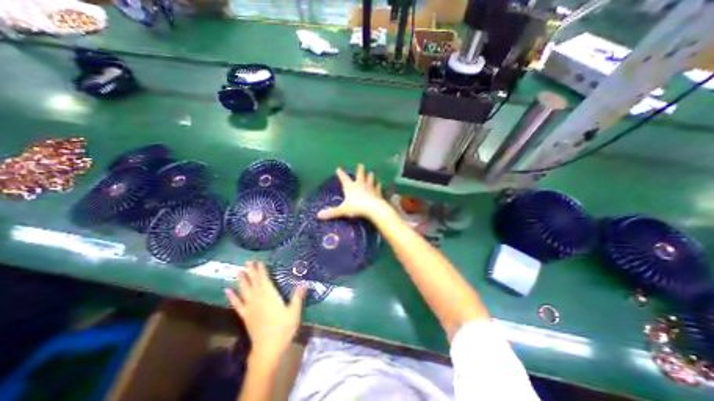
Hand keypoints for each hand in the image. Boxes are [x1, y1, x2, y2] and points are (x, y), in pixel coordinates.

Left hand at [223, 260, 299, 359]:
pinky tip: (227, 291)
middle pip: (254, 282)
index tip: (258, 261)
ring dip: (241, 280)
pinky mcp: (246, 316)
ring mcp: (250, 307)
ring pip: (244, 290)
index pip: (264, 279)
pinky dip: (232, 297)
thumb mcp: (294, 311)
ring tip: (238, 271)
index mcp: (270, 295)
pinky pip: (237, 304)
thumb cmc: (283, 328)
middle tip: (247, 261)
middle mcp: (258, 298)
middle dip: (251, 271)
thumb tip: (305, 283)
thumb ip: (298, 296)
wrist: (267, 349)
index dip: (261, 270)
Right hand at [316, 163, 383, 219]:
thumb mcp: (343, 210)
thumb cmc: (356, 207)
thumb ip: (332, 212)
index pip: (344, 178)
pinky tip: (380, 184)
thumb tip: (318, 215)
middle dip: (359, 170)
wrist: (373, 208)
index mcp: (350, 187)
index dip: (341, 174)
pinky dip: (378, 186)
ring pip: (369, 180)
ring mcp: (370, 188)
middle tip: (361, 164)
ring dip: (370, 177)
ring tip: (371, 173)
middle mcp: (360, 185)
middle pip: (360, 175)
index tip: (338, 169)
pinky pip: (377, 188)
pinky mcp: (377, 193)